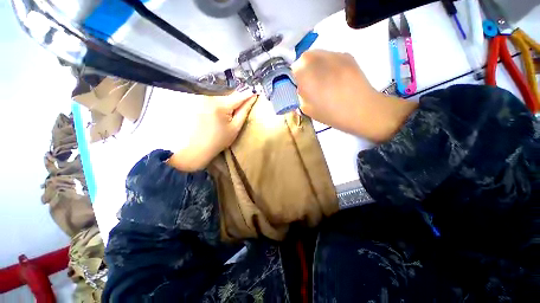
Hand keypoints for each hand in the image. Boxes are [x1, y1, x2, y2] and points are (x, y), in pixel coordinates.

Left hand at [167, 90, 256, 171]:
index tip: (257, 91)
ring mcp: (204, 98)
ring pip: (224, 95)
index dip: (249, 94)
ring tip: (237, 107)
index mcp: (221, 104)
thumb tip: (252, 98)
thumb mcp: (235, 127)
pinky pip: (216, 98)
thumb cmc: (219, 140)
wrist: (198, 147)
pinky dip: (224, 102)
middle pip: (231, 94)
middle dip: (240, 97)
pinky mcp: (200, 102)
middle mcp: (211, 97)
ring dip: (232, 100)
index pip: (239, 96)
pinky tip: (225, 110)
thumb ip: (244, 111)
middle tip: (248, 102)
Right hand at [292, 50, 417, 141]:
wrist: (362, 109)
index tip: (300, 87)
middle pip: (304, 58)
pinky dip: (329, 64)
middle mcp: (317, 58)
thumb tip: (301, 86)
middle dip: (304, 69)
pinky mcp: (347, 55)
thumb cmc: (331, 113)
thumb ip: (300, 95)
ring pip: (318, 55)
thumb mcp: (307, 109)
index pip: (292, 69)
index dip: (295, 78)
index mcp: (305, 74)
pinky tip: (336, 77)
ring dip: (316, 65)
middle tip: (311, 83)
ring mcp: (334, 54)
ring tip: (324, 79)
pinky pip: (331, 57)